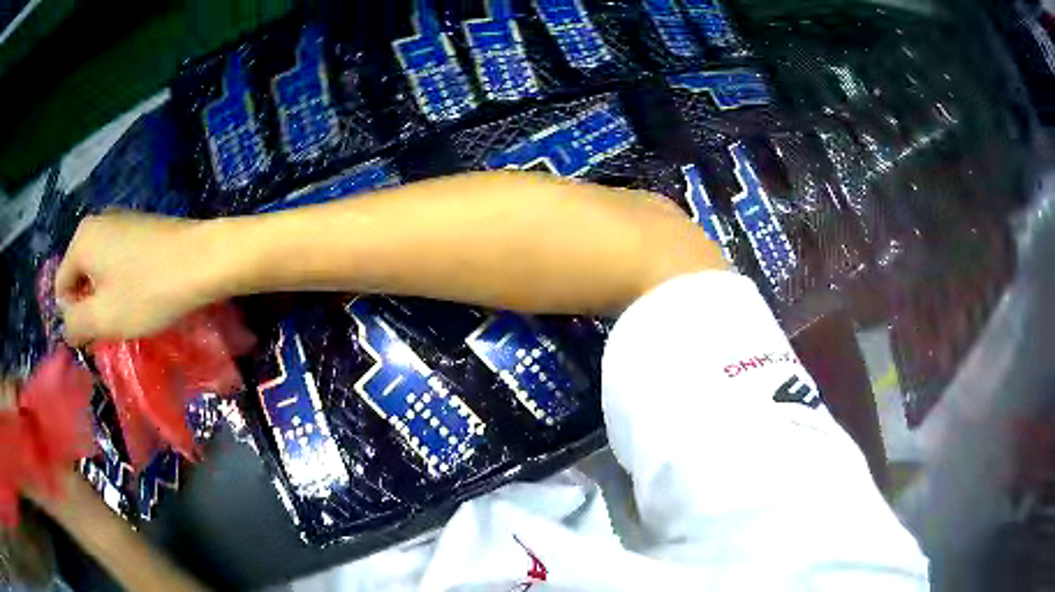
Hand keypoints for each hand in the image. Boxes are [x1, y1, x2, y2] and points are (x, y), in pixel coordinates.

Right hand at [57, 212, 220, 344]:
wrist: (203, 258)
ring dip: (108, 297)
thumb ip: (76, 324)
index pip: (62, 288)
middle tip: (115, 324)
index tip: (98, 332)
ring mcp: (121, 221)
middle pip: (80, 277)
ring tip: (131, 311)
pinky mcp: (141, 227)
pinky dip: (124, 282)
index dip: (75, 317)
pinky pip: (119, 262)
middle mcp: (98, 222)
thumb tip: (65, 325)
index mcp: (82, 238)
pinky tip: (143, 294)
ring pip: (100, 271)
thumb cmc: (147, 290)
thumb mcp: (104, 317)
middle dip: (91, 306)